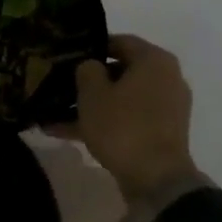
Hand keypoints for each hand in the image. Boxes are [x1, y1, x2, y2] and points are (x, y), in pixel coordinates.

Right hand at [65, 34, 200, 200]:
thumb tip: (91, 67)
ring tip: (55, 114)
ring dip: (92, 106)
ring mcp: (166, 108)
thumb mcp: (93, 93)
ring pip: (121, 99)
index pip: (120, 41)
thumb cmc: (123, 126)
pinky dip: (103, 123)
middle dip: (89, 81)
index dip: (91, 46)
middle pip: (121, 71)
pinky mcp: (161, 133)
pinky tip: (67, 133)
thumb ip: (87, 70)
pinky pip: (127, 119)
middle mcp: (166, 78)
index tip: (67, 55)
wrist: (156, 180)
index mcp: (154, 60)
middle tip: (59, 84)